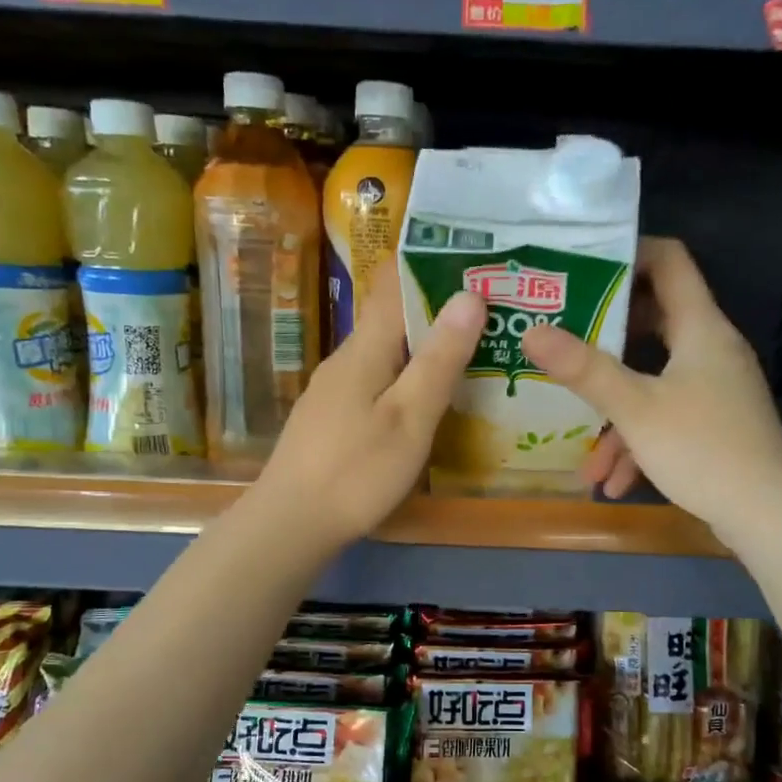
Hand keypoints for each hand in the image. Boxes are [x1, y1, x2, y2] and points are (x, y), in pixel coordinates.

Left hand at [257, 264, 485, 548]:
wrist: (290, 523)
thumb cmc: (356, 471)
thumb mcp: (409, 418)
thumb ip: (439, 360)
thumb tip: (468, 295)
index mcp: (365, 349)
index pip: (394, 284)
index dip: (431, 264)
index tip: (474, 258)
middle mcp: (345, 359)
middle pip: (392, 318)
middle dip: (438, 308)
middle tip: (491, 309)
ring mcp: (334, 390)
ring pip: (385, 352)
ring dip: (424, 345)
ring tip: (472, 349)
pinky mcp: (331, 418)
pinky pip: (375, 381)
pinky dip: (406, 377)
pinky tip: (427, 397)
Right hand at [520, 236, 781, 545]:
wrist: (769, 515)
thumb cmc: (702, 448)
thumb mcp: (635, 408)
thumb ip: (583, 369)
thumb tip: (532, 331)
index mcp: (700, 328)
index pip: (669, 261)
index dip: (628, 253)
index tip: (582, 268)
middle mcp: (711, 349)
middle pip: (655, 321)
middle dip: (606, 337)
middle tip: (563, 339)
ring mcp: (715, 388)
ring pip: (655, 382)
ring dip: (616, 412)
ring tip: (583, 450)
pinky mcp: (715, 424)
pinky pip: (667, 417)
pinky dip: (639, 441)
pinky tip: (613, 482)